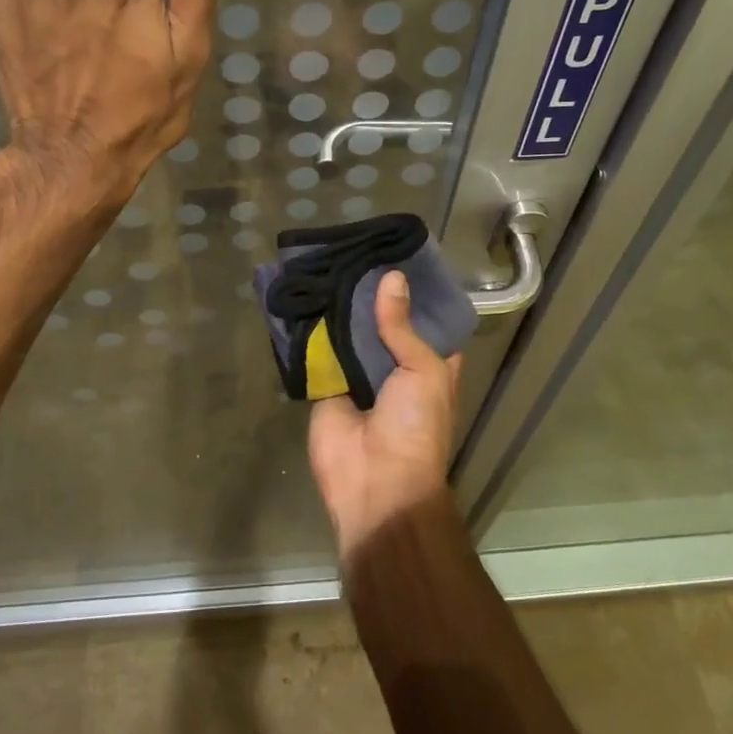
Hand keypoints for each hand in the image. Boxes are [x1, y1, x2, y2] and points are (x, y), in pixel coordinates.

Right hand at [308, 271, 462, 559]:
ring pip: (349, 334)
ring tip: (327, 262)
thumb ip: (402, 326)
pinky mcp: (326, 386)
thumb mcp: (423, 370)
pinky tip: (303, 294)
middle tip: (354, 250)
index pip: (424, 319)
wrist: (376, 483)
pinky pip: (318, 353)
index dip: (414, 291)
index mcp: (429, 363)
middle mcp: (394, 366)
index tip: (398, 253)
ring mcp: (359, 376)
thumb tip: (392, 278)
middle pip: (382, 322)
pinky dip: (311, 330)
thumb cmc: (416, 426)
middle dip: (371, 294)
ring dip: (340, 308)